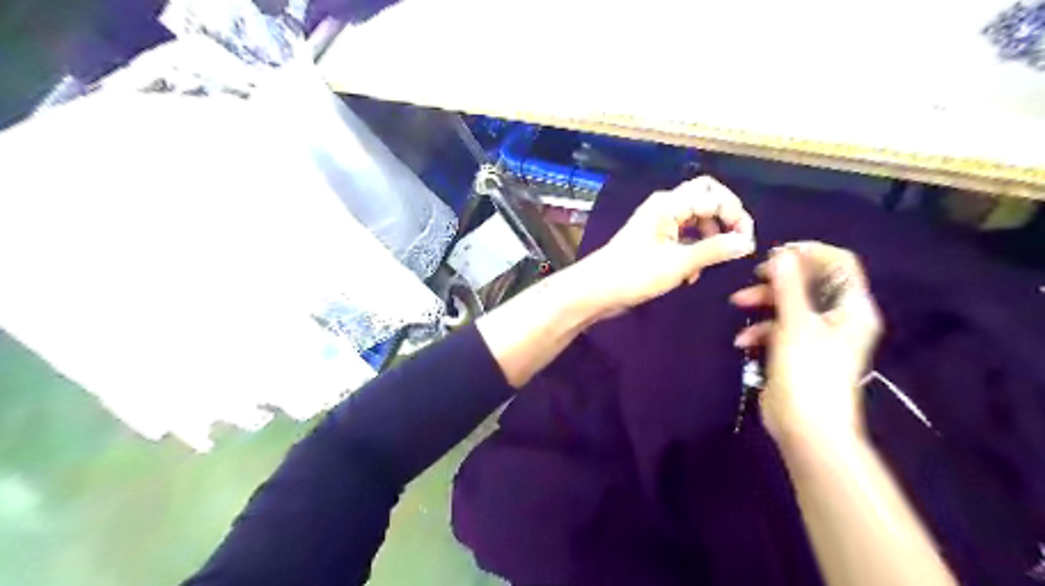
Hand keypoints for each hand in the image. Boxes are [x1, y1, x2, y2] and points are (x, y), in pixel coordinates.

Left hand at [584, 175, 756, 314]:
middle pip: (706, 199)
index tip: (746, 244)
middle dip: (724, 219)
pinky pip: (683, 235)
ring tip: (708, 265)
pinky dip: (693, 249)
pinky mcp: (655, 238)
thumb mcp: (678, 264)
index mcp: (670, 204)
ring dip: (708, 239)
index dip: (736, 216)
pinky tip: (690, 274)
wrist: (596, 290)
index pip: (716, 196)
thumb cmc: (634, 274)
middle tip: (734, 243)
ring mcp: (659, 221)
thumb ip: (714, 250)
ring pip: (696, 219)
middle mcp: (665, 206)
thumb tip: (747, 242)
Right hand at [728, 243, 882, 442]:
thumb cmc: (807, 372)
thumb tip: (782, 254)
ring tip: (738, 303)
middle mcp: (838, 317)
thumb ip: (788, 286)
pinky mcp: (798, 351)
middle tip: (755, 275)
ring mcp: (817, 335)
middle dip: (779, 278)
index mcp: (851, 307)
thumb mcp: (795, 324)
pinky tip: (743, 340)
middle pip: (810, 282)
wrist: (806, 427)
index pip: (839, 263)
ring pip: (790, 304)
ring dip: (764, 302)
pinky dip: (761, 329)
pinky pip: (779, 328)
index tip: (778, 253)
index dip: (810, 252)